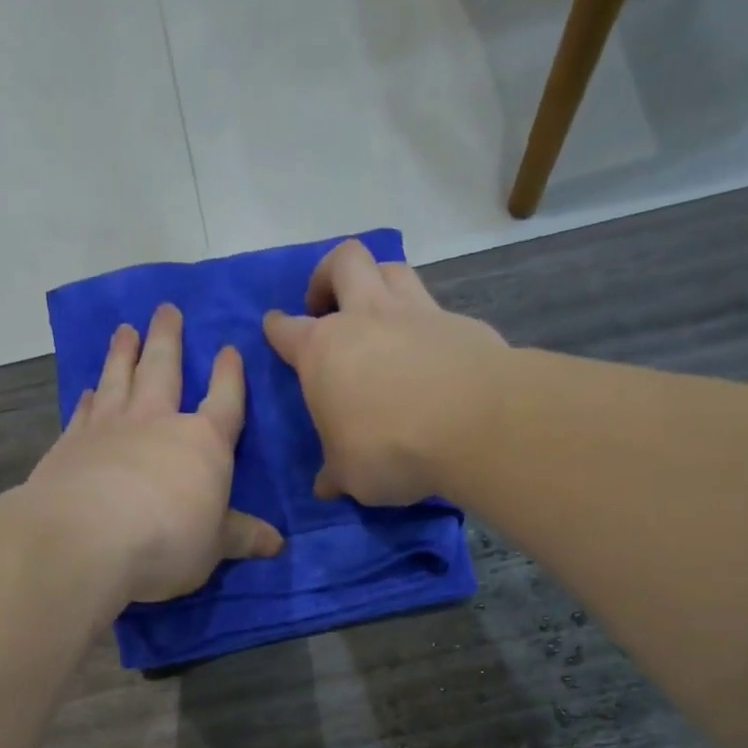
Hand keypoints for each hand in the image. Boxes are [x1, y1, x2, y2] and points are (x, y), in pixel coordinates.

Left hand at [27, 303, 281, 606]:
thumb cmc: (167, 541)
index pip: (224, 400)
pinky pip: (84, 410)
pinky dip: (89, 397)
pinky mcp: (71, 443)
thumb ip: (243, 537)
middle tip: (166, 309)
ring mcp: (109, 427)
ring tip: (126, 330)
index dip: (229, 375)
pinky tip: (89, 388)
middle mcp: (156, 421)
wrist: (87, 540)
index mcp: (203, 442)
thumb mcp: (215, 546)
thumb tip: (278, 544)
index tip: (229, 349)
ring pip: (119, 377)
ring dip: (124, 352)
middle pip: (164, 369)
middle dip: (168, 338)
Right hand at [263, 238, 510, 505]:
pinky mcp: (460, 322)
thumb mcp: (350, 475)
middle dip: (328, 275)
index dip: (277, 328)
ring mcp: (416, 312)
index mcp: (323, 351)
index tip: (275, 328)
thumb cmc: (389, 449)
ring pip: (391, 268)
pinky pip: (435, 306)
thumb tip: (326, 485)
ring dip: (378, 280)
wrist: (473, 426)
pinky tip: (429, 349)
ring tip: (378, 312)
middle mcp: (366, 317)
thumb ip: (336, 473)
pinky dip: (425, 321)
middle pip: (343, 262)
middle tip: (328, 304)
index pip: (288, 330)